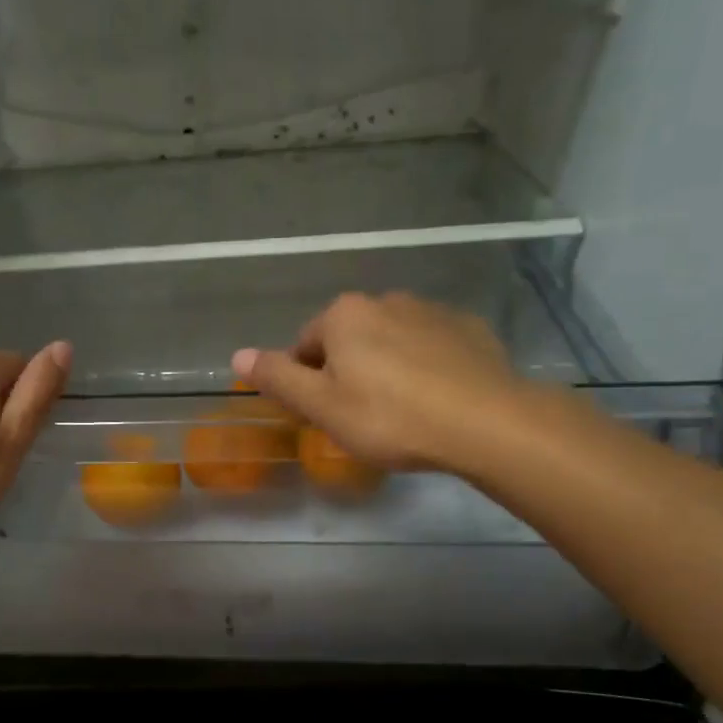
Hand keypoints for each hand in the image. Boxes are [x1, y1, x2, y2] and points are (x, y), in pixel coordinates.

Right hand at [231, 293, 526, 475]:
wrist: (485, 422)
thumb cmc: (390, 417)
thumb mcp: (322, 406)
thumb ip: (278, 378)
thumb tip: (237, 355)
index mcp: (344, 315)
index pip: (305, 346)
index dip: (308, 383)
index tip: (325, 416)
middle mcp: (385, 300)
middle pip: (349, 340)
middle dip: (348, 372)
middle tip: (361, 418)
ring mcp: (431, 311)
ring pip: (391, 341)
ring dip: (387, 367)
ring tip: (402, 412)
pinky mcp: (468, 329)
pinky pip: (432, 346)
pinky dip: (426, 367)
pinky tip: (437, 400)